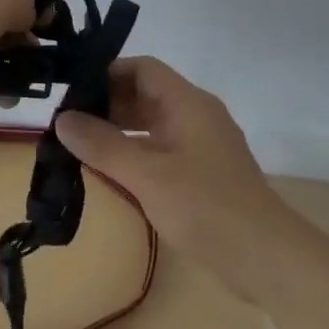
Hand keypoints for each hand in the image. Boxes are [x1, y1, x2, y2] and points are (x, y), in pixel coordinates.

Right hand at [54, 57, 290, 297]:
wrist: (267, 259)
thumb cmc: (206, 207)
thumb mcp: (147, 175)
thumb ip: (103, 145)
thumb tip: (62, 118)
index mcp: (188, 103)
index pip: (142, 68)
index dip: (106, 72)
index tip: (70, 90)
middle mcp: (196, 116)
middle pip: (146, 94)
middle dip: (106, 104)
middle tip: (67, 123)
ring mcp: (202, 145)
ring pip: (152, 123)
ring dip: (118, 130)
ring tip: (80, 147)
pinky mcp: (204, 173)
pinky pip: (161, 149)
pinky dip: (135, 153)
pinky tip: (111, 173)